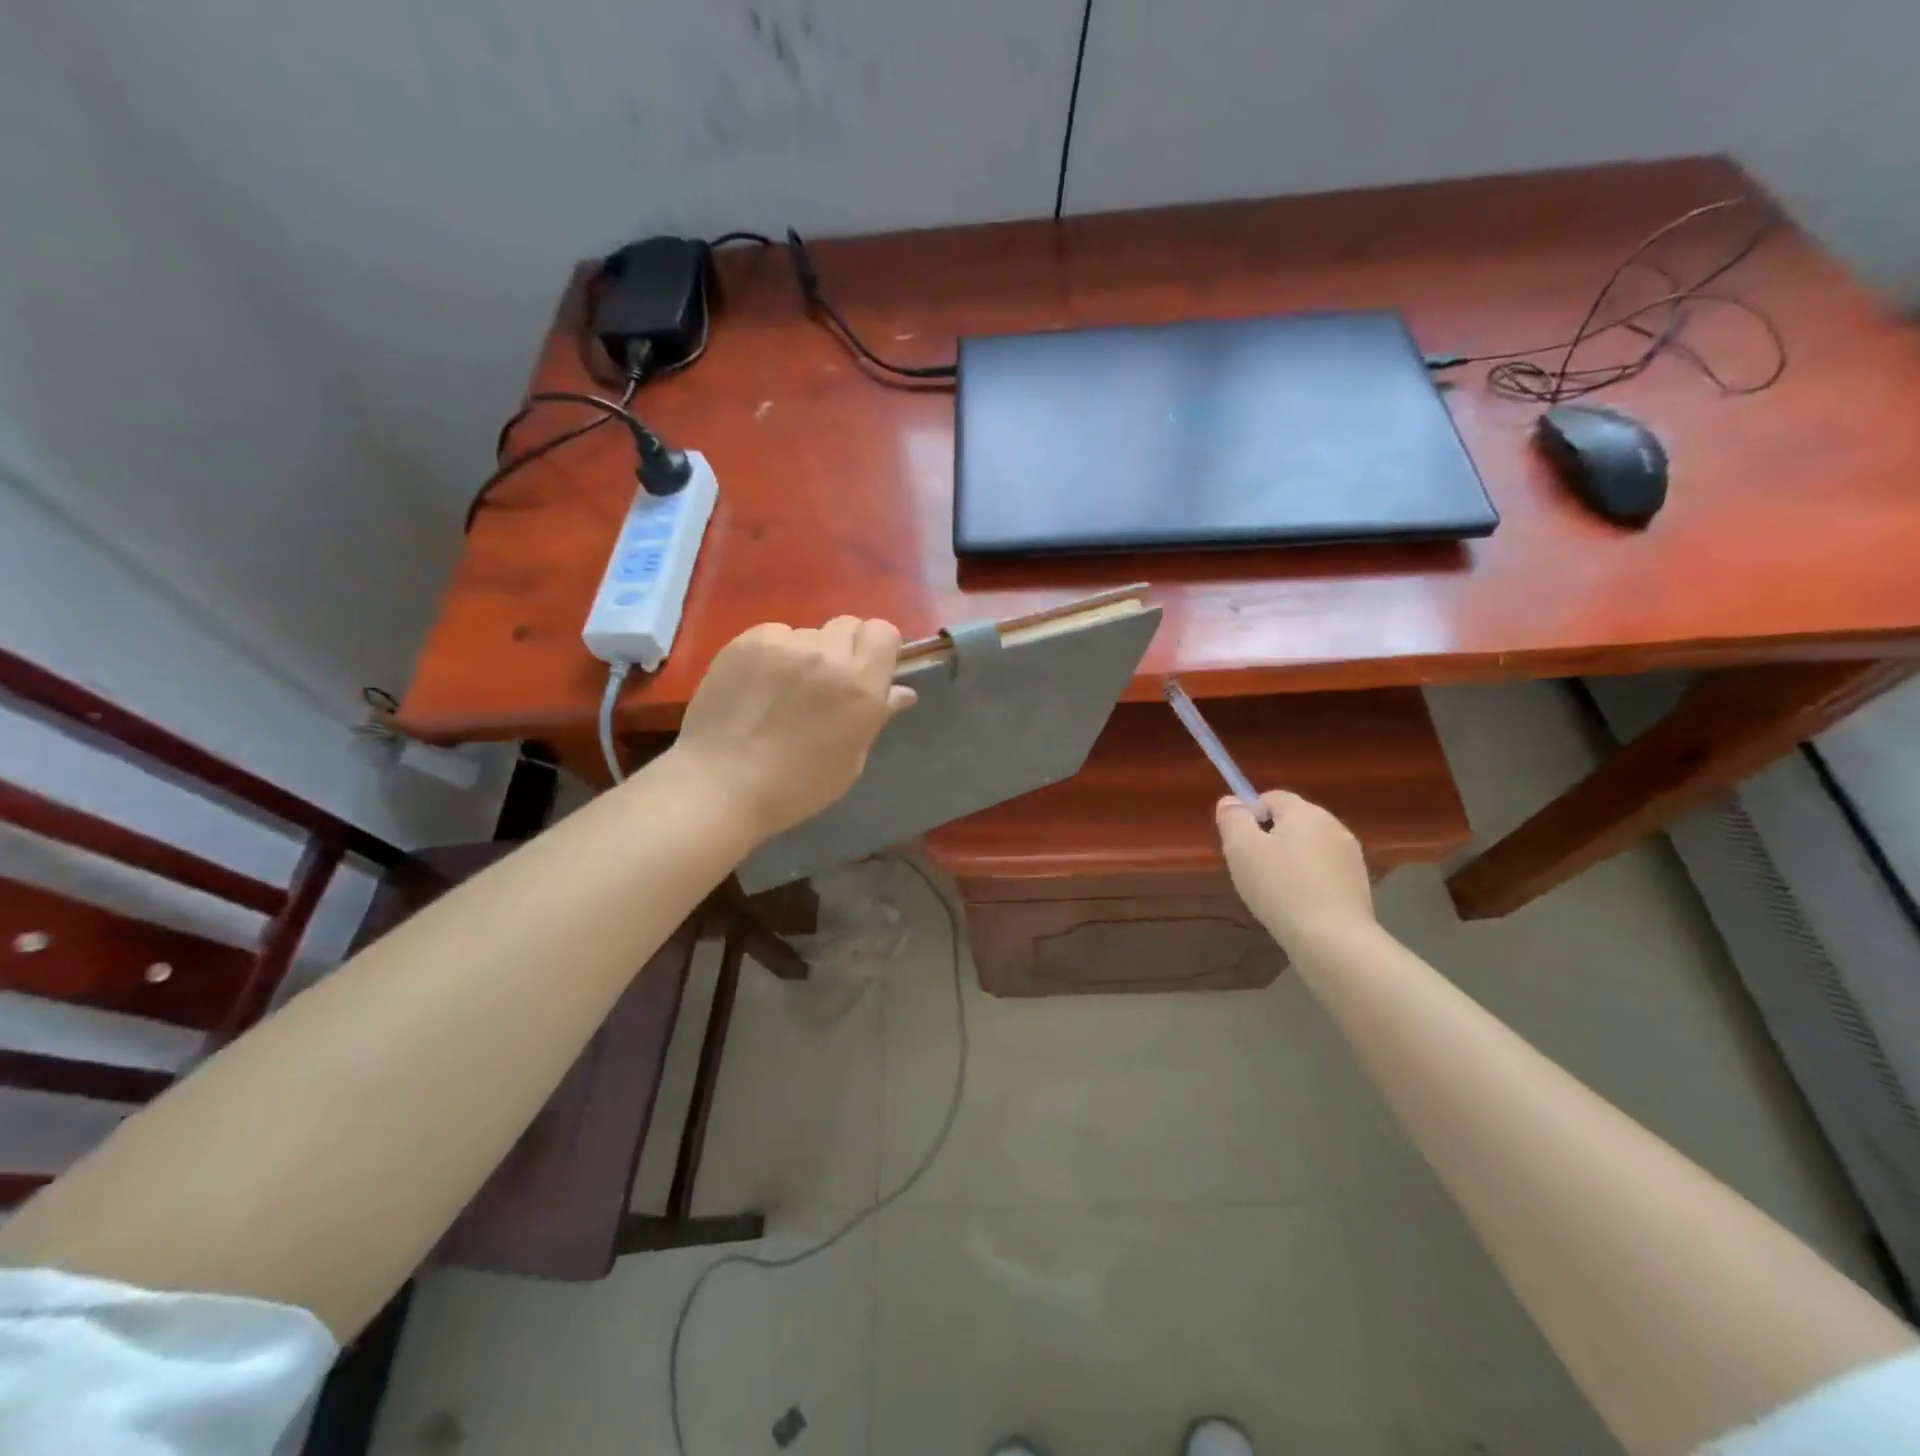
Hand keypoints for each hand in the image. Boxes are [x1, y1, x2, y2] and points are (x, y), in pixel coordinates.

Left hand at [669, 617, 916, 840]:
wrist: (720, 785)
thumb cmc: (796, 786)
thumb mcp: (851, 760)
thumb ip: (876, 716)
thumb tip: (901, 691)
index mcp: (860, 685)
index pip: (884, 632)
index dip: (878, 650)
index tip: (868, 673)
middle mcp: (827, 654)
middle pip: (848, 625)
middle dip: (845, 649)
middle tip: (827, 683)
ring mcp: (784, 644)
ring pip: (809, 633)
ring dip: (807, 654)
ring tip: (785, 690)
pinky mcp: (747, 641)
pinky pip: (775, 635)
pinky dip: (774, 654)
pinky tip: (759, 685)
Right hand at [1217, 791, 1375, 955]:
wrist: (1333, 940)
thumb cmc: (1280, 888)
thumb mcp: (1241, 849)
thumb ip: (1232, 819)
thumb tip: (1231, 801)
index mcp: (1306, 812)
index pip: (1271, 797)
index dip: (1249, 815)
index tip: (1238, 844)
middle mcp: (1333, 826)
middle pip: (1290, 821)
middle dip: (1268, 839)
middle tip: (1251, 869)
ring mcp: (1350, 856)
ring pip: (1307, 847)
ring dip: (1288, 860)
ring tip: (1273, 891)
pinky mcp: (1358, 884)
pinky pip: (1322, 871)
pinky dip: (1306, 881)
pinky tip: (1296, 905)